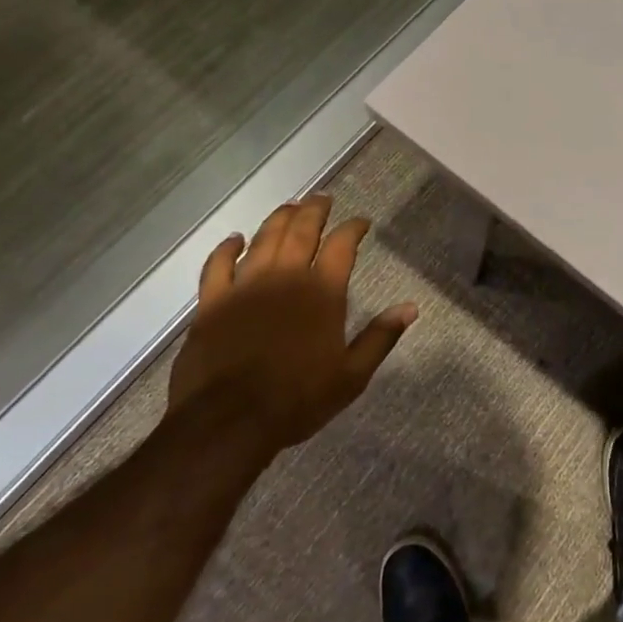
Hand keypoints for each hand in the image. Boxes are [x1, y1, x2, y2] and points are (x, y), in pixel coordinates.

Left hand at [168, 194, 416, 453]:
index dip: (354, 228)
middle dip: (315, 209)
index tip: (362, 222)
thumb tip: (410, 308)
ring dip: (278, 219)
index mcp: (323, 292)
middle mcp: (285, 277)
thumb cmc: (298, 399)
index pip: (342, 245)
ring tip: (289, 207)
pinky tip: (235, 239)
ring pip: (263, 239)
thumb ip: (381, 337)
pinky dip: (227, 248)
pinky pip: (217, 264)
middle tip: (322, 198)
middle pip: (301, 230)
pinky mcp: (212, 302)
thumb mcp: (352, 375)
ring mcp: (245, 286)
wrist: (228, 423)